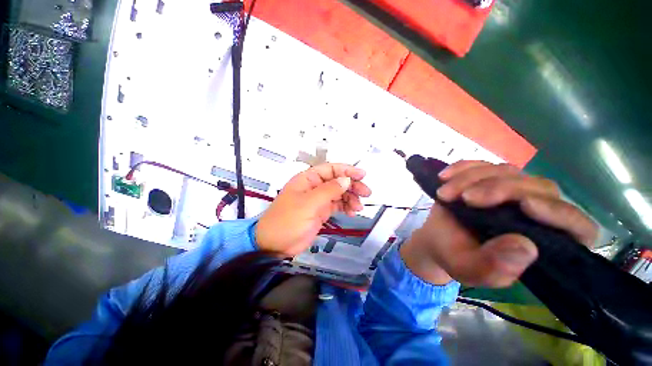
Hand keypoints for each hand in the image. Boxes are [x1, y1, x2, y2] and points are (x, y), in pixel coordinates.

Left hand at [256, 163, 371, 255]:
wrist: (275, 245)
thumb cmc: (288, 221)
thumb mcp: (308, 204)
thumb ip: (329, 190)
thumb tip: (346, 179)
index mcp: (308, 179)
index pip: (330, 169)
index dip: (347, 170)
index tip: (362, 175)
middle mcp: (314, 187)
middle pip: (337, 181)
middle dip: (352, 185)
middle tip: (366, 193)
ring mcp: (318, 200)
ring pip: (339, 193)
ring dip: (350, 198)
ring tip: (358, 207)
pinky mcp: (321, 212)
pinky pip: (337, 205)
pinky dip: (345, 207)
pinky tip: (352, 212)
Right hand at [401, 161, 597, 286]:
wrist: (436, 239)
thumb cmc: (455, 257)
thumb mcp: (471, 270)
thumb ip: (496, 267)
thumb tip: (526, 247)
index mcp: (544, 243)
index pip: (577, 227)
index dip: (560, 214)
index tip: (525, 206)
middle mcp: (536, 212)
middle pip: (538, 187)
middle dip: (499, 189)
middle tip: (466, 199)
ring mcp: (512, 191)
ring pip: (506, 171)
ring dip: (471, 179)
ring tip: (445, 194)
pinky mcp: (489, 178)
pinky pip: (481, 164)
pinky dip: (461, 167)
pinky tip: (444, 177)